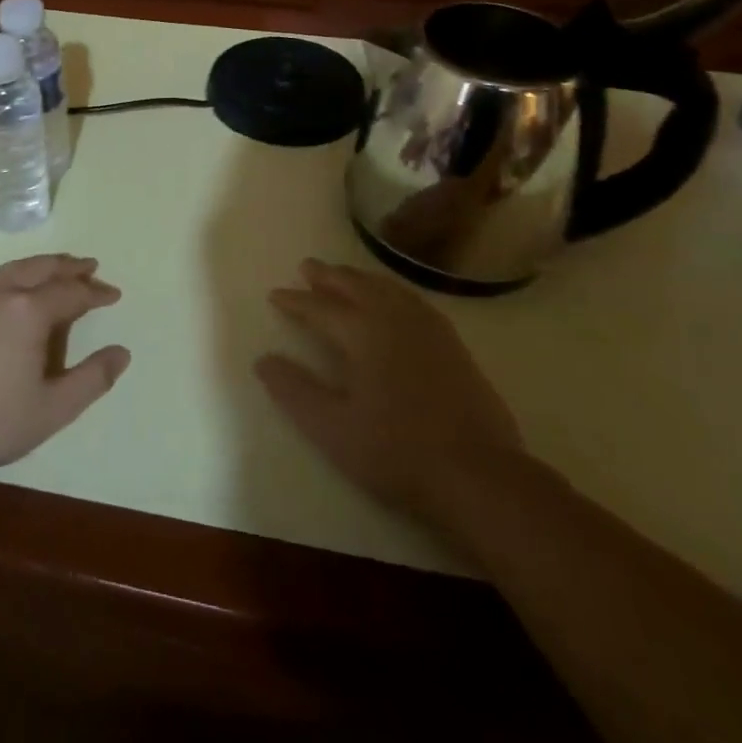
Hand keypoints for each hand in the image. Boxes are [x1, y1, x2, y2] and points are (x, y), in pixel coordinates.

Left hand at [0, 255, 130, 483]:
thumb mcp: (53, 409)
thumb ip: (91, 380)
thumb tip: (122, 353)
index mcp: (30, 312)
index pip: (71, 293)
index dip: (96, 293)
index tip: (114, 295)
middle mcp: (4, 295)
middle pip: (43, 269)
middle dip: (70, 267)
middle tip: (91, 267)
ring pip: (17, 269)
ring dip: (43, 265)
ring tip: (59, 267)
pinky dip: (20, 273)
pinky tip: (20, 289)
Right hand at [255, 259, 524, 526]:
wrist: (478, 476)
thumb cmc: (397, 452)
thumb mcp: (332, 429)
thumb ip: (295, 391)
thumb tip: (263, 360)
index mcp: (363, 334)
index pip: (321, 308)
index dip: (296, 301)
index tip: (275, 294)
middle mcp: (394, 319)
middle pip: (356, 286)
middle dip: (328, 276)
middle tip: (308, 266)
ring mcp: (428, 329)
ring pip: (387, 288)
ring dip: (360, 278)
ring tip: (345, 274)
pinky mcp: (451, 344)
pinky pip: (413, 300)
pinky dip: (392, 290)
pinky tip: (393, 299)